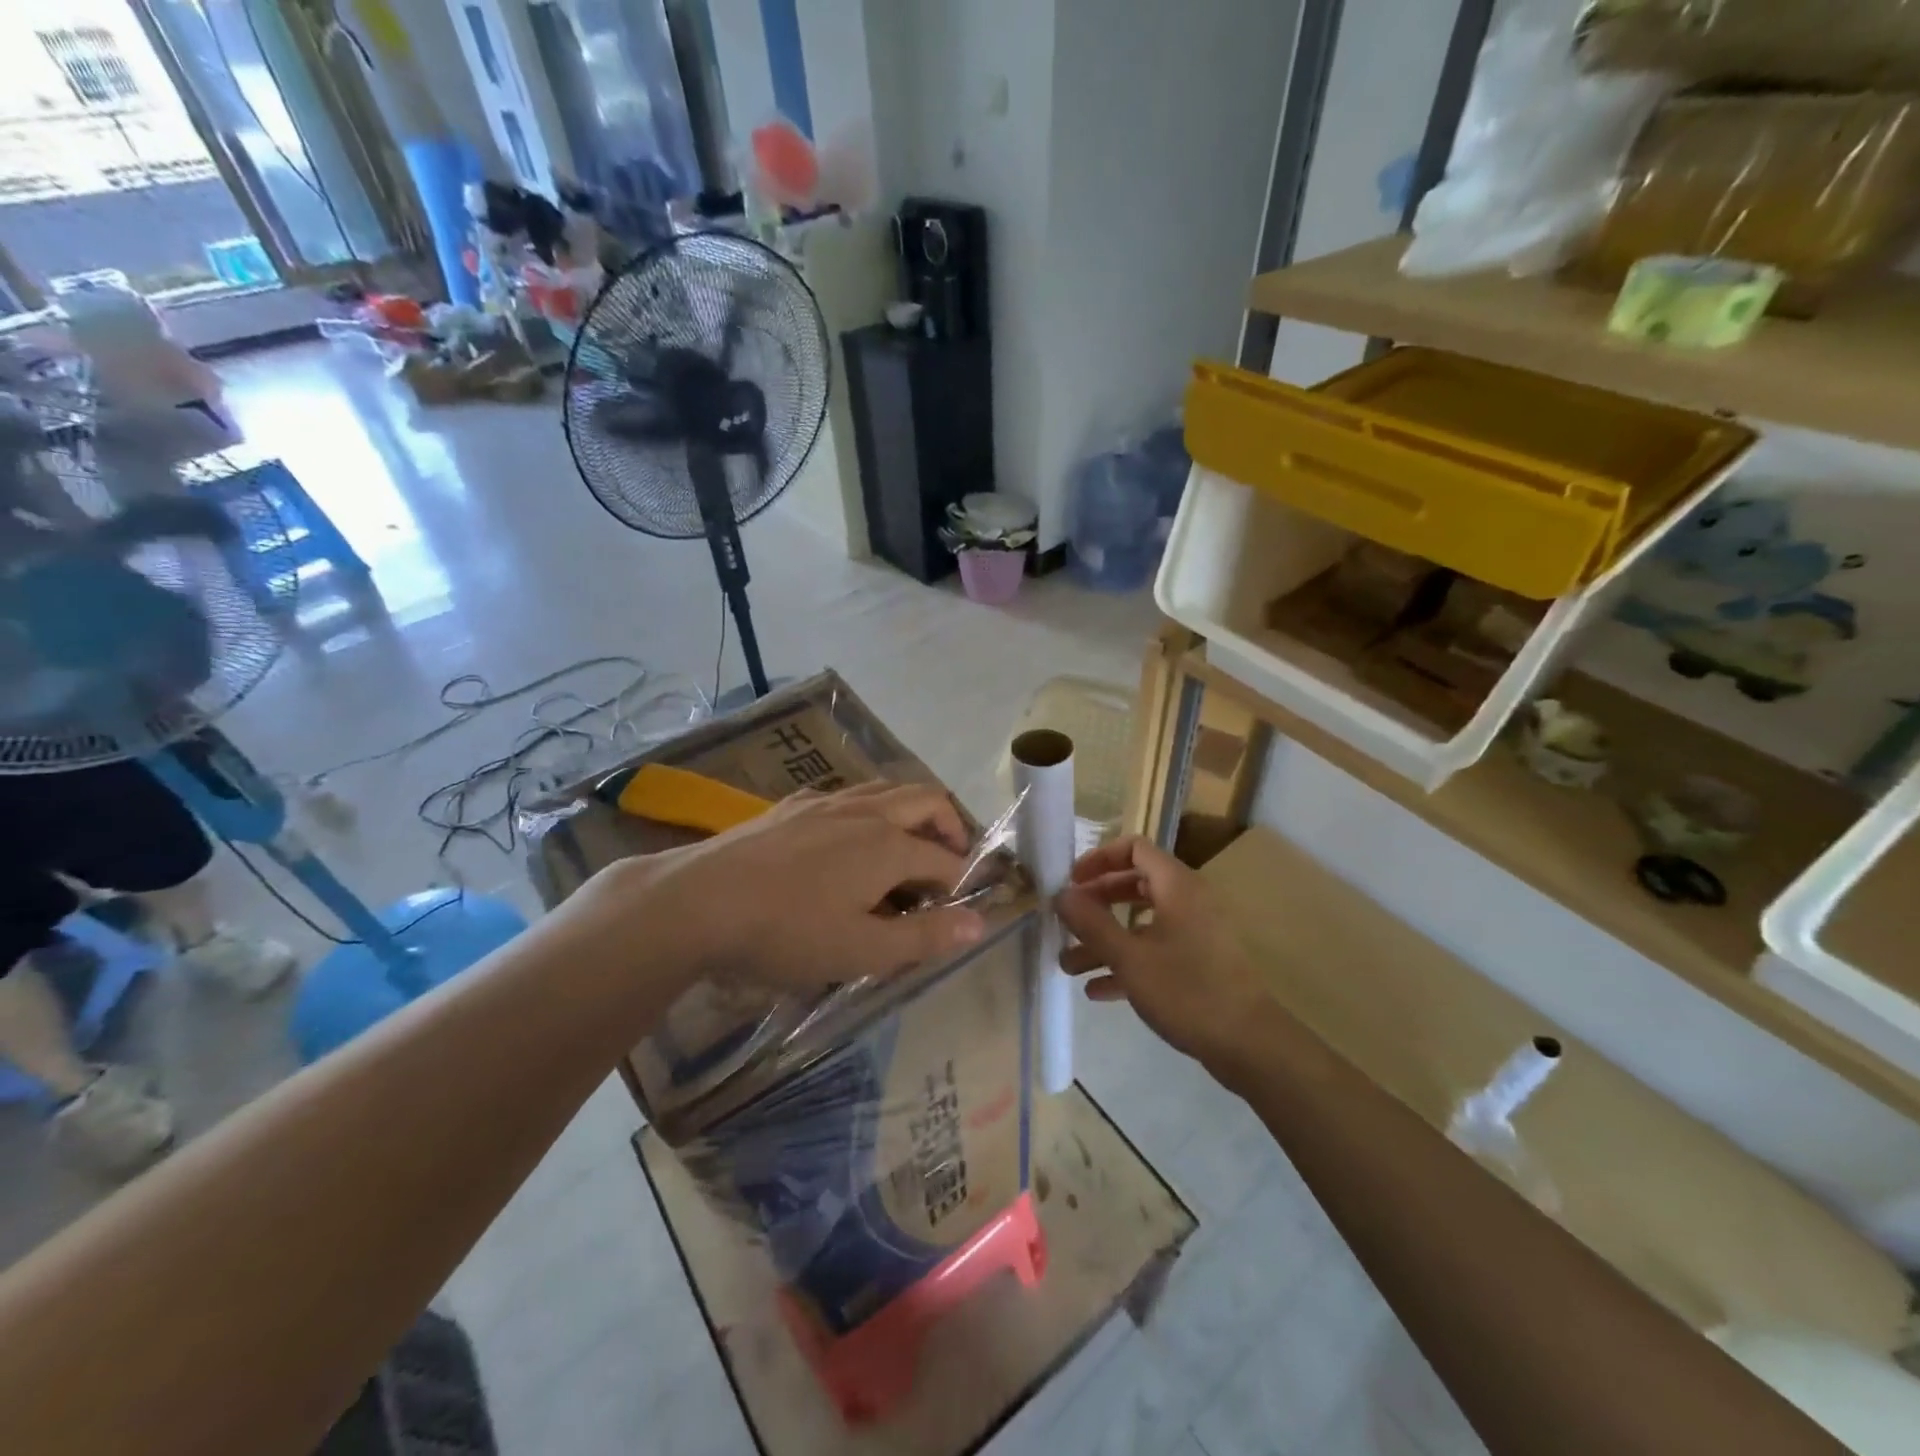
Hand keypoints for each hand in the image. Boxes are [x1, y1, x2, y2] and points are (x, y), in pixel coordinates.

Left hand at [590, 782, 986, 992]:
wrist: (697, 901)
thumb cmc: (786, 932)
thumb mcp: (862, 950)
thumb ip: (925, 937)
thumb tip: (981, 922)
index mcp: (889, 845)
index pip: (946, 858)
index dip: (961, 884)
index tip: (958, 911)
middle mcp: (865, 811)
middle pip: (926, 799)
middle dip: (950, 826)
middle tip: (950, 862)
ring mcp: (826, 801)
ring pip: (887, 789)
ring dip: (911, 812)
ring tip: (906, 847)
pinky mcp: (793, 805)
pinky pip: (848, 794)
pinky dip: (870, 809)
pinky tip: (848, 838)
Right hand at [1054, 835, 1272, 1074]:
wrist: (1250, 1045)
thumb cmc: (1186, 991)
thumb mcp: (1129, 957)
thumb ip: (1091, 923)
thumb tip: (1062, 895)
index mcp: (1177, 886)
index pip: (1135, 848)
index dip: (1099, 858)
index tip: (1072, 882)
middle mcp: (1188, 901)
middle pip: (1135, 884)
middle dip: (1097, 903)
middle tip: (1068, 920)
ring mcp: (1195, 934)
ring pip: (1141, 923)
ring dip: (1105, 940)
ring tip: (1069, 965)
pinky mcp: (1198, 964)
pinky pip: (1155, 951)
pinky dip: (1126, 963)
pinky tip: (1097, 990)